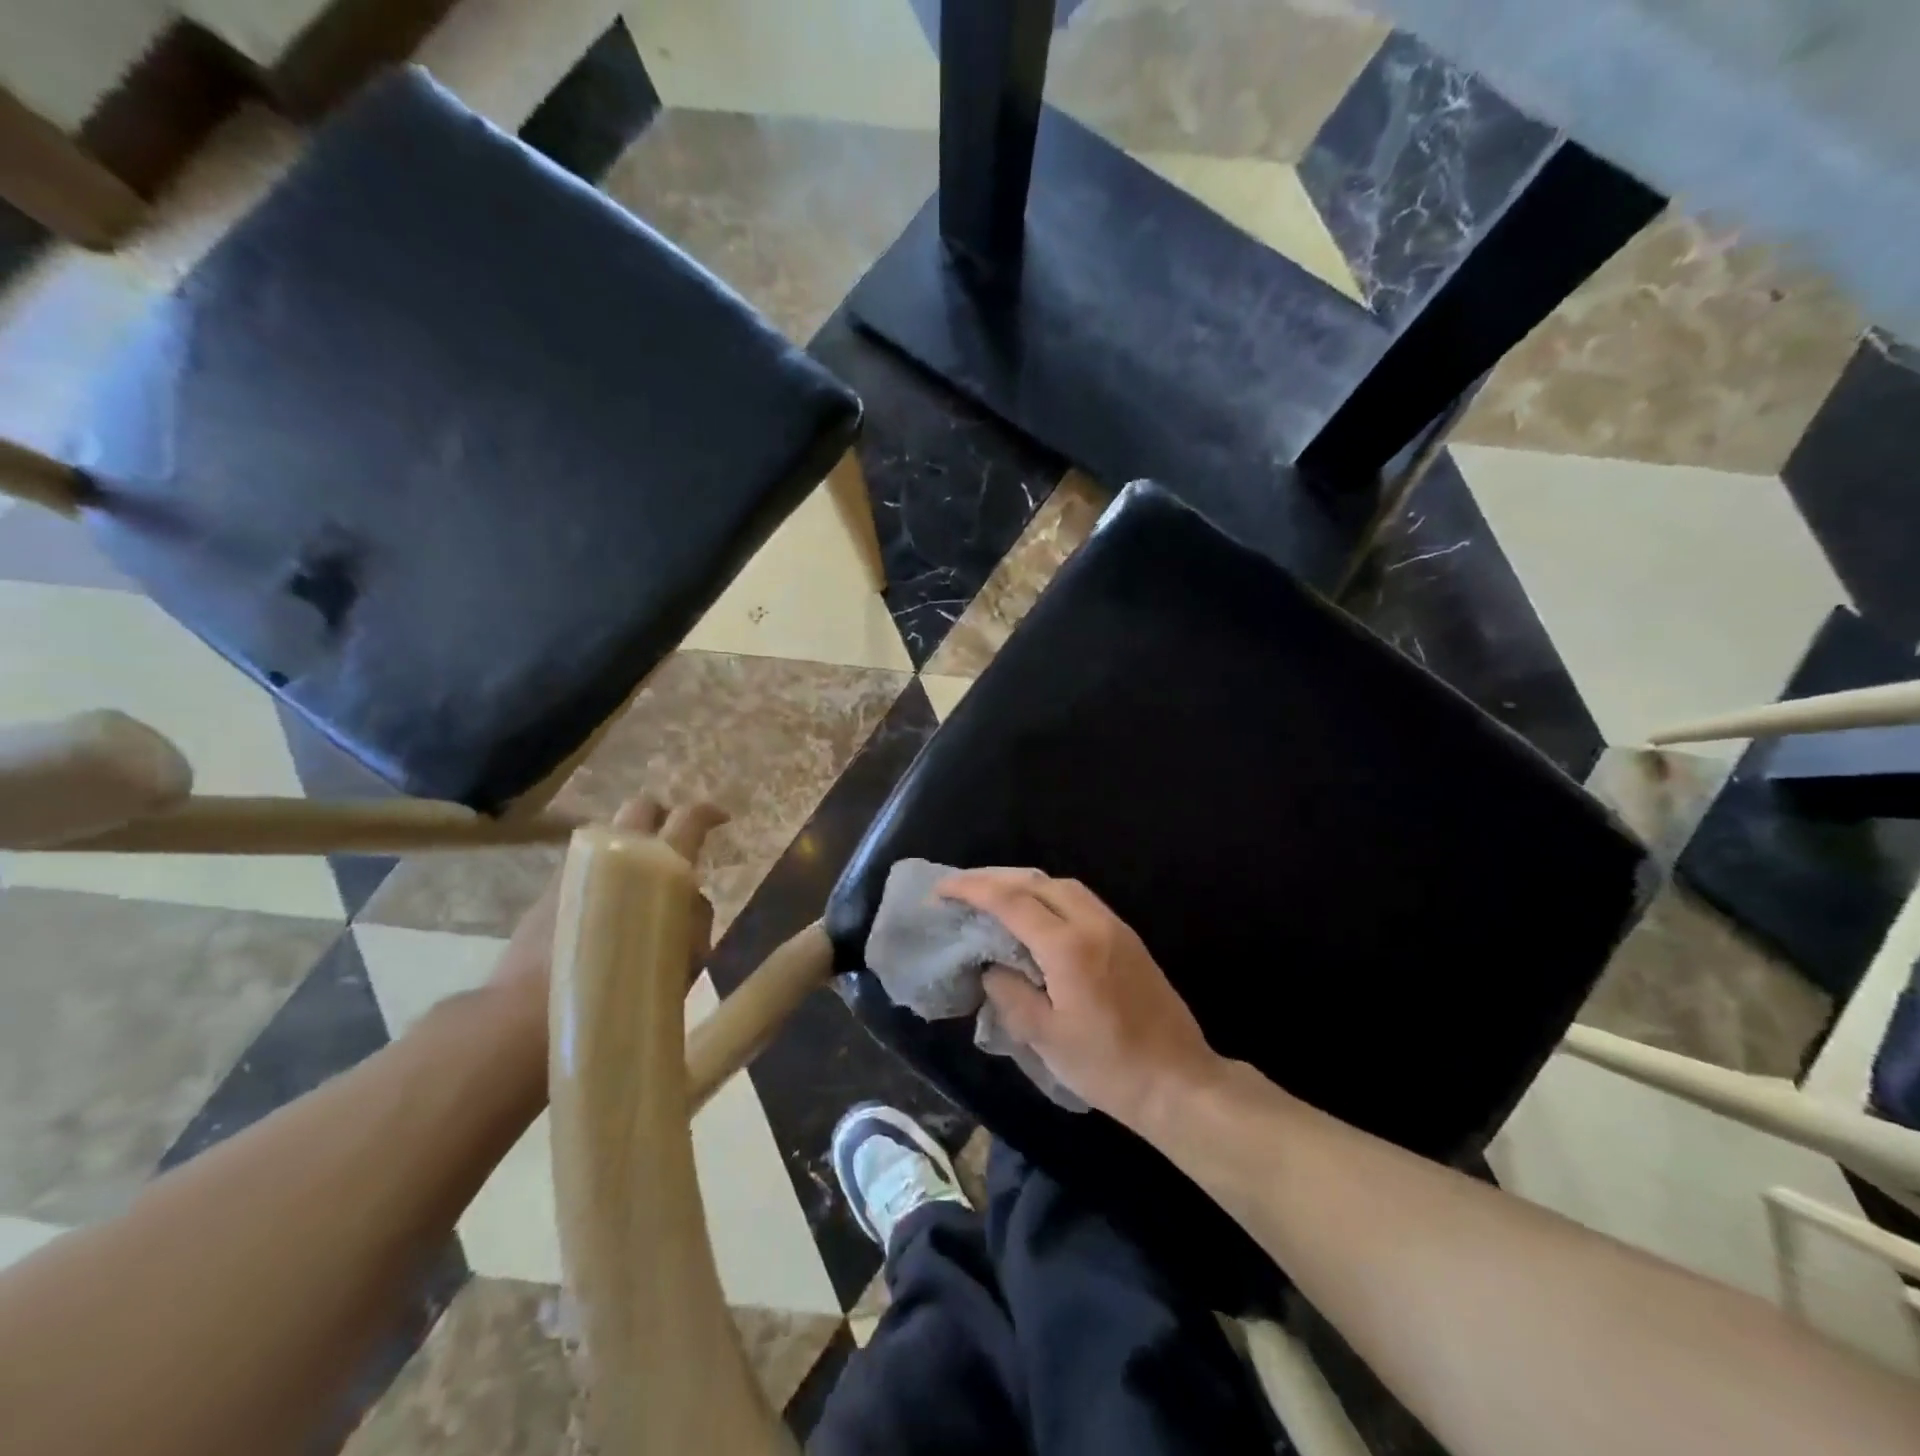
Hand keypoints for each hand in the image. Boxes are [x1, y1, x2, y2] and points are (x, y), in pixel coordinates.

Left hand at [489, 794, 724, 1012]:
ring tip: (640, 885)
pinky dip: (603, 875)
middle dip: (662, 817)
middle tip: (676, 844)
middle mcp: (614, 852)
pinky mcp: (546, 890)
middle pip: (642, 809)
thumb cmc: (619, 992)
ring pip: (611, 838)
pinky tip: (607, 910)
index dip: (707, 814)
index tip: (721, 819)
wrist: (528, 1020)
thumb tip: (693, 904)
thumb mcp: (681, 961)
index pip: (688, 820)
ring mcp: (575, 867)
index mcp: (656, 865)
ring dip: (630, 849)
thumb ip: (693, 922)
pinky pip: (586, 867)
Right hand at [937, 869, 1222, 1130]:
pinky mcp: (1127, 937)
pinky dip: (1047, 895)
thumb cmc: (1108, 1066)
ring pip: (1061, 885)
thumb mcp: (1045, 1038)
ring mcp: (1115, 926)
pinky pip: (1079, 899)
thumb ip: (1010, 994)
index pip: (1011, 900)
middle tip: (961, 888)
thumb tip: (991, 967)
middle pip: (1037, 881)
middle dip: (994, 878)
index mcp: (1068, 946)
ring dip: (1023, 883)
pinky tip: (1033, 915)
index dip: (972, 890)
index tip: (941, 891)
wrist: (1178, 1081)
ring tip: (992, 896)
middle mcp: (1093, 923)